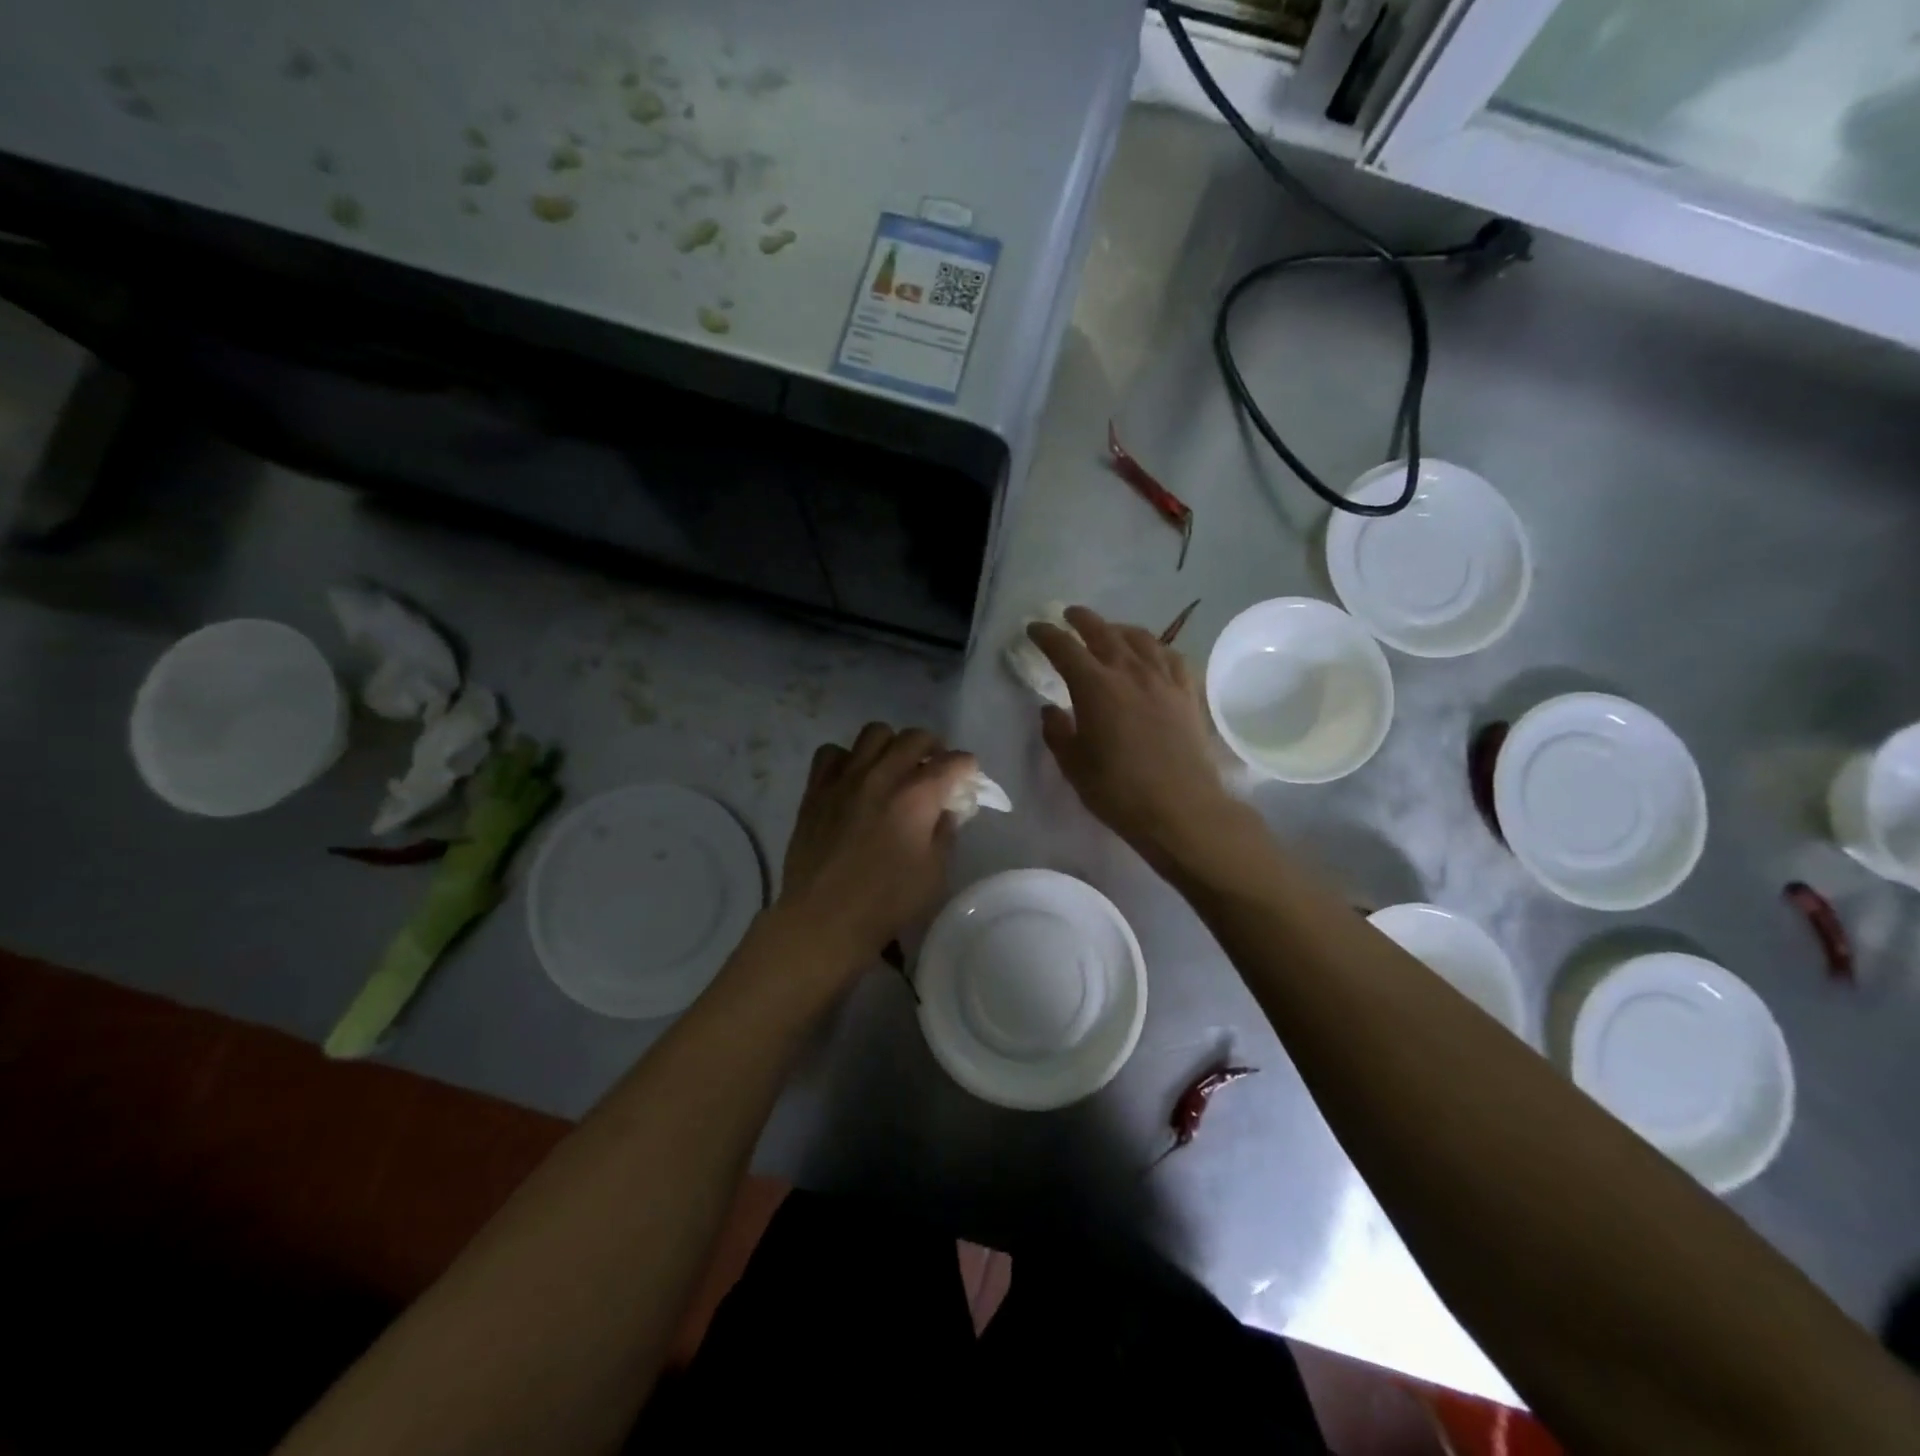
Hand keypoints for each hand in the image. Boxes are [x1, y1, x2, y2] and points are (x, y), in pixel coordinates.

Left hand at [773, 724, 975, 979]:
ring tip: (893, 766)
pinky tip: (852, 778)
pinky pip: (831, 753)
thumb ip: (945, 833)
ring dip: (891, 745)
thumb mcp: (934, 874)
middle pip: (915, 738)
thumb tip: (945, 810)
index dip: (967, 767)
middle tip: (935, 768)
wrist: (823, 919)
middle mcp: (882, 775)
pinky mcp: (816, 789)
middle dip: (934, 747)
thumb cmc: (886, 902)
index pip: (953, 762)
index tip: (968, 777)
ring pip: (874, 733)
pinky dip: (847, 758)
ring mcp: (845, 778)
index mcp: (917, 796)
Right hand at [1028, 606, 1241, 865]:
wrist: (1181, 808)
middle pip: (1103, 632)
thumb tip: (1051, 710)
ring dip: (1119, 629)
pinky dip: (1155, 648)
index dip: (1046, 635)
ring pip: (1140, 639)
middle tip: (1069, 616)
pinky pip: (1171, 657)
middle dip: (1082, 620)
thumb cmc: (1118, 791)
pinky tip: (1152, 654)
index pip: (1064, 648)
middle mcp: (1129, 671)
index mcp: (1094, 686)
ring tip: (1110, 631)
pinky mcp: (1187, 693)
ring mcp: (1163, 679)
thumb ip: (1057, 733)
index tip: (1034, 629)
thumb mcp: (1074, 765)